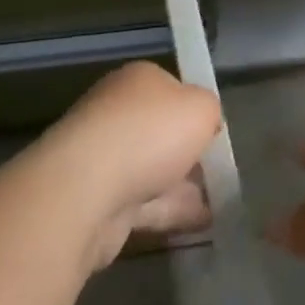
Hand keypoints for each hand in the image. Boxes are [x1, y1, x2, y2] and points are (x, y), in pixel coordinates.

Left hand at [45, 62, 220, 266]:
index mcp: (137, 81)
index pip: (172, 89)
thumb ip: (210, 112)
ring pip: (152, 171)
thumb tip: (205, 124)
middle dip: (188, 152)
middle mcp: (115, 113)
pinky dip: (170, 212)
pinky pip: (142, 205)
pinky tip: (200, 224)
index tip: (214, 131)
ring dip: (182, 186)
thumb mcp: (202, 108)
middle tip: (219, 169)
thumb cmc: (150, 133)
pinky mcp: (95, 203)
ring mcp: (101, 160)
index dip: (195, 110)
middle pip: (160, 132)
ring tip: (219, 202)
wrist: (85, 192)